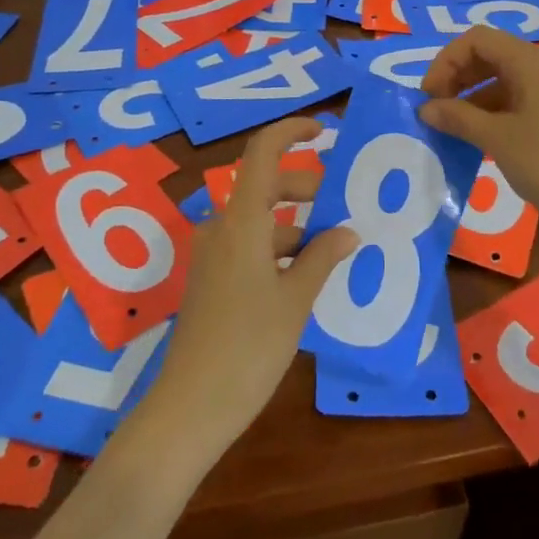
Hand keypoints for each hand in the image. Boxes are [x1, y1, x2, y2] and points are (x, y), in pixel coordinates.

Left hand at [139, 118, 358, 461]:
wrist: (190, 408)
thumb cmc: (250, 347)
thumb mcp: (296, 300)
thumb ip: (323, 257)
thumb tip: (348, 230)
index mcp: (242, 221)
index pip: (263, 152)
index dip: (291, 131)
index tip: (323, 130)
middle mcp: (221, 227)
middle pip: (264, 185)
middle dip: (305, 189)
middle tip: (342, 211)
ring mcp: (211, 254)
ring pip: (258, 219)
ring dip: (295, 225)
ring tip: (333, 251)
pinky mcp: (209, 279)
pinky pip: (248, 245)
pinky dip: (278, 248)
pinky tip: (304, 278)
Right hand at [419, 26, 538, 243]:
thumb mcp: (498, 140)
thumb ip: (458, 118)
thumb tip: (426, 109)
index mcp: (533, 61)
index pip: (477, 39)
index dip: (446, 62)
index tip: (429, 97)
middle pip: (493, 55)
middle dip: (459, 78)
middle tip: (438, 111)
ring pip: (508, 79)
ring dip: (476, 97)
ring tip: (457, 129)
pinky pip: (526, 98)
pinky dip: (499, 110)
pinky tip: (487, 138)